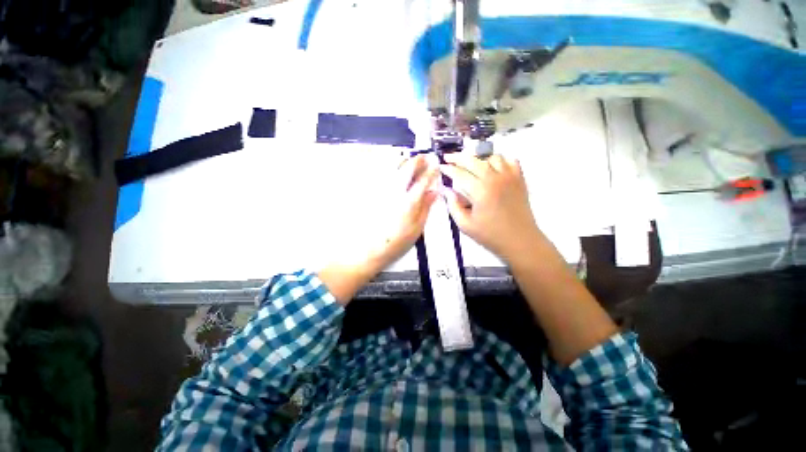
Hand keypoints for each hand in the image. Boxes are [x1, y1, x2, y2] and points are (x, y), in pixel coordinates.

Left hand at [319, 155, 437, 303]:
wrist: (371, 248)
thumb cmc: (397, 242)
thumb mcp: (417, 227)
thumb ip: (426, 207)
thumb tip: (434, 192)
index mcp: (409, 201)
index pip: (423, 180)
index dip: (431, 170)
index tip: (436, 165)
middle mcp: (395, 191)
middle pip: (407, 167)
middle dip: (418, 160)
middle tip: (425, 158)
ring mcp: (382, 190)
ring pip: (394, 166)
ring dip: (405, 161)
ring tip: (411, 162)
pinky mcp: (373, 192)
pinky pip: (384, 174)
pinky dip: (393, 168)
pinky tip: (397, 172)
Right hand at [439, 153, 542, 263]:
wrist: (520, 241)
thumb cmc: (490, 235)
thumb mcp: (465, 225)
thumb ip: (453, 205)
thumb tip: (447, 190)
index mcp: (480, 190)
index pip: (460, 173)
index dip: (448, 169)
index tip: (441, 166)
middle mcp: (495, 178)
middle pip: (473, 160)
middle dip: (458, 157)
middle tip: (449, 157)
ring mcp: (510, 177)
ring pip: (492, 157)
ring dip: (479, 158)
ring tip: (471, 164)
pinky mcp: (520, 179)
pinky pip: (510, 161)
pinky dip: (500, 160)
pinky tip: (493, 168)